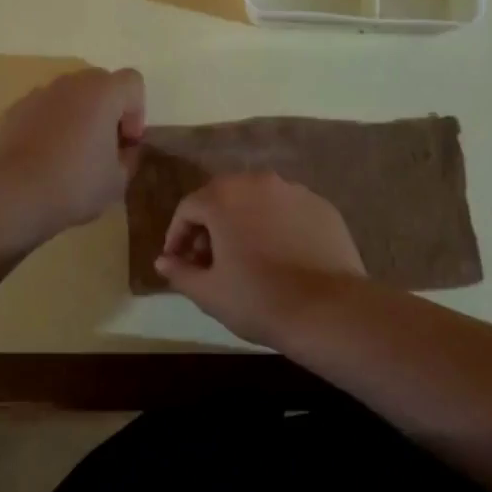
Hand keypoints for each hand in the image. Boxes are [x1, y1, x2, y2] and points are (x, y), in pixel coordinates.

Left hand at [0, 67, 144, 240]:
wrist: (12, 195)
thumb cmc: (74, 184)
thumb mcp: (117, 180)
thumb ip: (129, 158)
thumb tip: (125, 150)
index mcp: (103, 93)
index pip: (132, 82)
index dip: (137, 110)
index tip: (127, 142)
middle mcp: (71, 84)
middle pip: (100, 83)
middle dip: (107, 109)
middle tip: (103, 145)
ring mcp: (37, 95)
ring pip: (68, 96)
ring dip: (77, 116)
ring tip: (70, 153)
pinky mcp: (12, 111)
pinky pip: (41, 111)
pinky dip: (48, 126)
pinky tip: (43, 158)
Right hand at [154, 173, 364, 345]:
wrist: (328, 309)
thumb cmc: (258, 299)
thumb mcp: (209, 292)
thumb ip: (180, 271)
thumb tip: (163, 261)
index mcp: (224, 197)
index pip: (188, 208)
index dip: (177, 235)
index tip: (178, 261)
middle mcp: (259, 182)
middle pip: (224, 197)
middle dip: (210, 225)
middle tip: (208, 259)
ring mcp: (295, 191)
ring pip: (258, 201)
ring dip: (244, 221)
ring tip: (245, 256)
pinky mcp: (322, 205)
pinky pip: (288, 210)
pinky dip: (277, 225)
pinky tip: (280, 255)